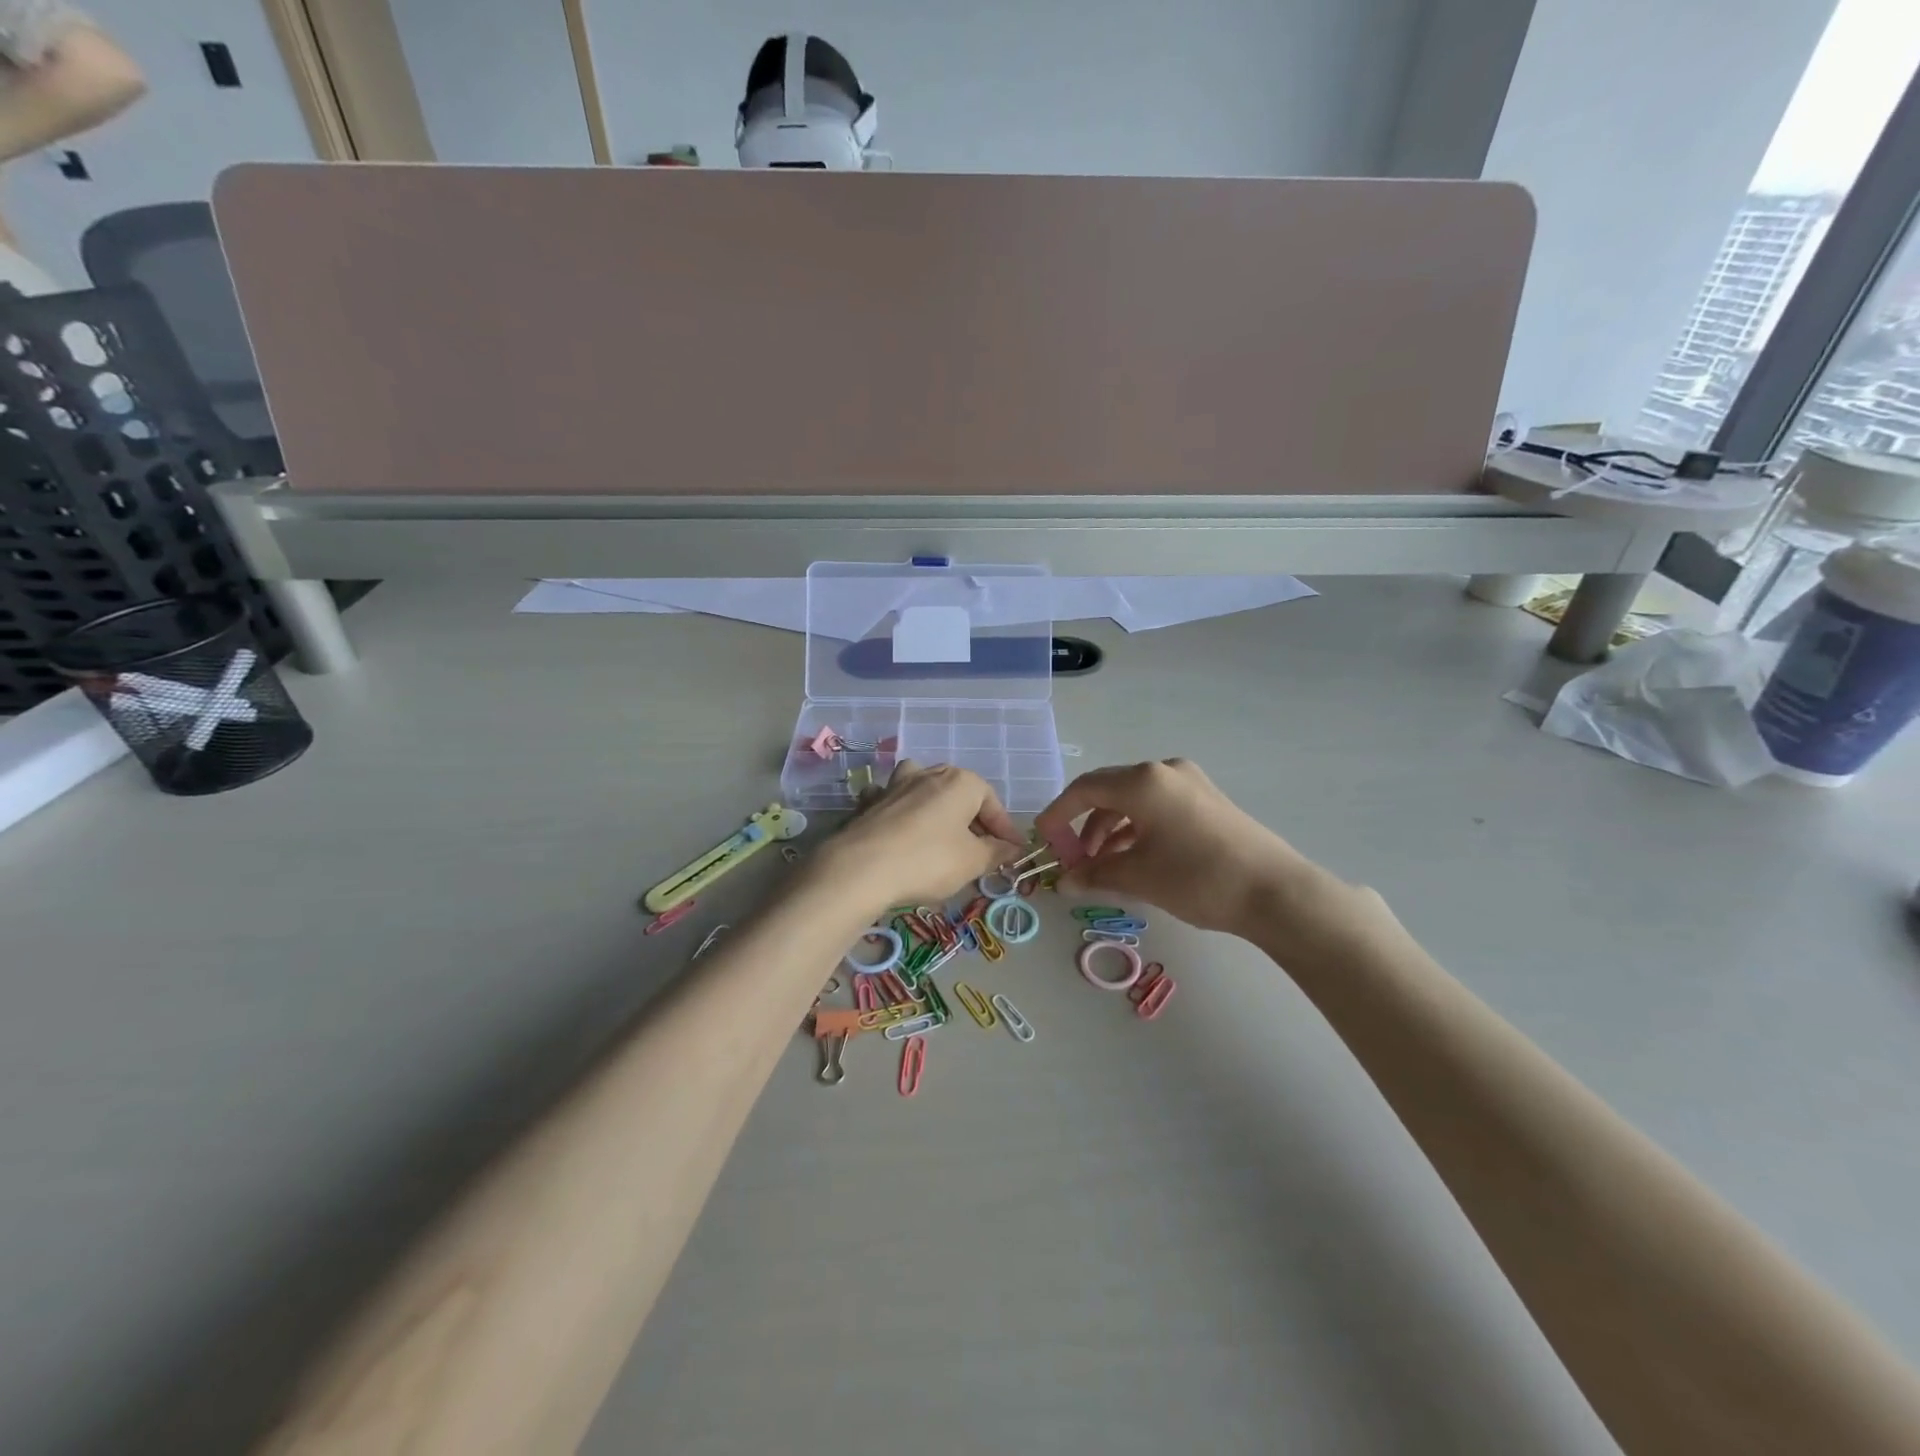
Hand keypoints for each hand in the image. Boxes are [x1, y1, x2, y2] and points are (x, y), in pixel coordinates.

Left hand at [825, 761, 1024, 913]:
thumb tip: (1011, 848)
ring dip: (936, 808)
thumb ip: (996, 852)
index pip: (993, 803)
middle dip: (972, 820)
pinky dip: (901, 812)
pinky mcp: (870, 802)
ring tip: (941, 835)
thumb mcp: (973, 862)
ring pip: (924, 789)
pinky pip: (893, 802)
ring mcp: (895, 784)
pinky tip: (900, 830)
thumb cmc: (928, 860)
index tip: (1013, 853)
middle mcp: (928, 773)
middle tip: (981, 850)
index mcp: (960, 782)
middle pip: (960, 794)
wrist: (861, 868)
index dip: (1005, 830)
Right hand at [1035, 759, 1331, 936]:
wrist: (1275, 892)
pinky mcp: (1206, 799)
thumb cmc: (1198, 878)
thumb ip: (1094, 874)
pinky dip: (1137, 828)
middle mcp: (1164, 771)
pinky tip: (1132, 857)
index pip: (1085, 789)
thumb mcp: (1139, 878)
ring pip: (1133, 800)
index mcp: (1143, 781)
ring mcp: (1189, 783)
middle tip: (1072, 858)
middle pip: (1108, 791)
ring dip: (1110, 829)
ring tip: (1101, 865)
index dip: (1058, 813)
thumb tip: (1064, 881)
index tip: (1042, 838)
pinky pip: (1157, 806)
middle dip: (1084, 824)